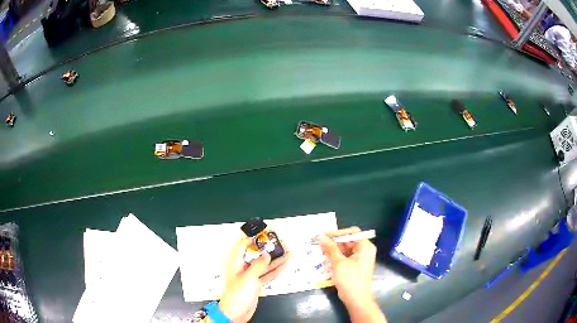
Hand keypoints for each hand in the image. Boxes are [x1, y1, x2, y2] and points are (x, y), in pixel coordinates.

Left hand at [218, 237, 290, 322]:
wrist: (236, 312)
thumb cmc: (237, 294)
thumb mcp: (248, 278)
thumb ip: (258, 265)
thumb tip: (266, 255)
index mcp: (236, 263)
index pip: (243, 246)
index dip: (253, 239)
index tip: (265, 235)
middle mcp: (243, 268)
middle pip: (257, 255)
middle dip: (269, 249)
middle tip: (281, 243)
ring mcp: (251, 276)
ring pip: (265, 265)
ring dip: (276, 259)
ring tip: (288, 252)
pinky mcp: (257, 284)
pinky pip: (268, 274)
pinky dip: (276, 270)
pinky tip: (285, 265)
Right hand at [317, 227, 385, 322]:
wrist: (356, 299)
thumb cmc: (350, 279)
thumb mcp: (338, 262)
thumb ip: (330, 248)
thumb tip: (320, 236)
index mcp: (365, 246)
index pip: (352, 232)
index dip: (338, 232)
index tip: (324, 235)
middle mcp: (365, 250)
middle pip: (349, 240)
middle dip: (334, 241)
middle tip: (319, 242)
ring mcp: (360, 259)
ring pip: (346, 249)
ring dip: (334, 249)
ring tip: (320, 250)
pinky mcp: (355, 266)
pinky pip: (346, 256)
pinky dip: (337, 256)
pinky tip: (326, 258)